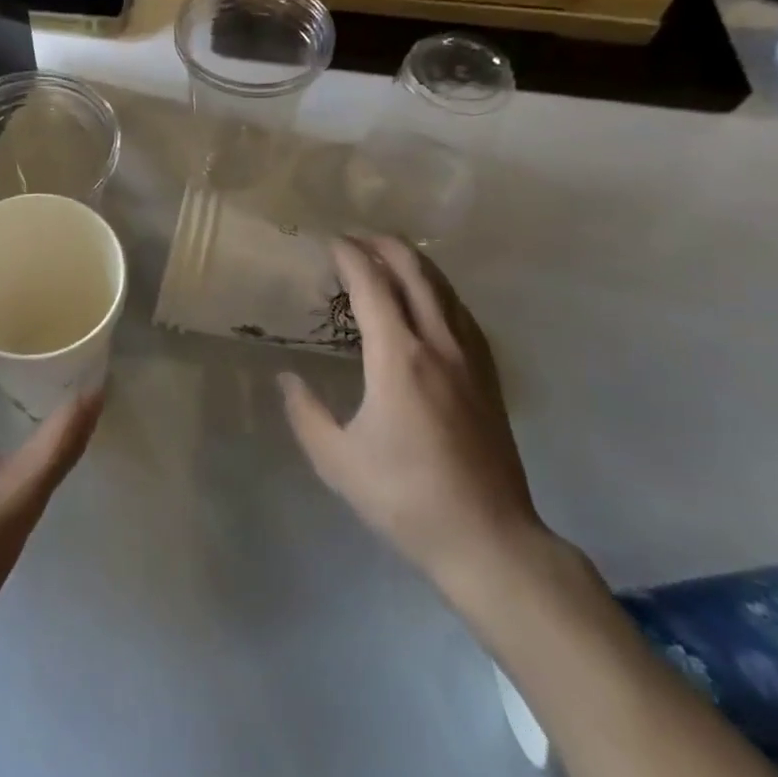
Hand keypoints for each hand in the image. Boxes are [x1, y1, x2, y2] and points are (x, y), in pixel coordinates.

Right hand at [279, 236, 546, 591]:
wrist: (488, 539)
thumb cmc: (405, 498)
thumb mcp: (337, 461)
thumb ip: (305, 413)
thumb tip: (287, 378)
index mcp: (398, 358)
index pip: (372, 286)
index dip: (349, 256)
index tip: (330, 242)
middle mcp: (439, 345)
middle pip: (415, 273)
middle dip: (384, 245)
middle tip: (356, 237)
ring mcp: (471, 359)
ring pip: (444, 289)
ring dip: (414, 263)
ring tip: (388, 255)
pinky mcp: (490, 376)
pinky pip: (462, 313)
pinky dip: (439, 290)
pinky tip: (429, 299)